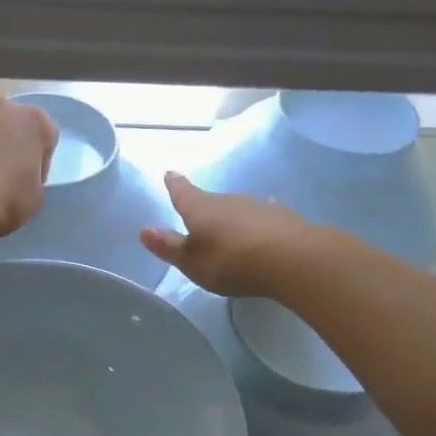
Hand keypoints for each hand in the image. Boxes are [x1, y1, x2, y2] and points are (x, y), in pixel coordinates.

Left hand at [0, 98, 58, 242]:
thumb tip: (19, 172)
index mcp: (30, 119)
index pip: (45, 134)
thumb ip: (32, 173)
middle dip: (8, 145)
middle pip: (9, 125)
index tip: (31, 180)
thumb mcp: (37, 193)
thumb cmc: (7, 200)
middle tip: (4, 178)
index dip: (40, 160)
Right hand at [140, 173, 310, 296]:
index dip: (175, 185)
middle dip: (204, 208)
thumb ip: (170, 246)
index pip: (182, 193)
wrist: (290, 259)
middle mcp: (228, 200)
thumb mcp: (192, 262)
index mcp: (200, 209)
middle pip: (211, 201)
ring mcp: (258, 206)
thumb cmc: (230, 261)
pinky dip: (259, 220)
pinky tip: (265, 218)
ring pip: (238, 208)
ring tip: (229, 228)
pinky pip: (264, 215)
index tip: (170, 173)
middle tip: (200, 217)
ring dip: (232, 216)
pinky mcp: (283, 217)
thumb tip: (144, 230)